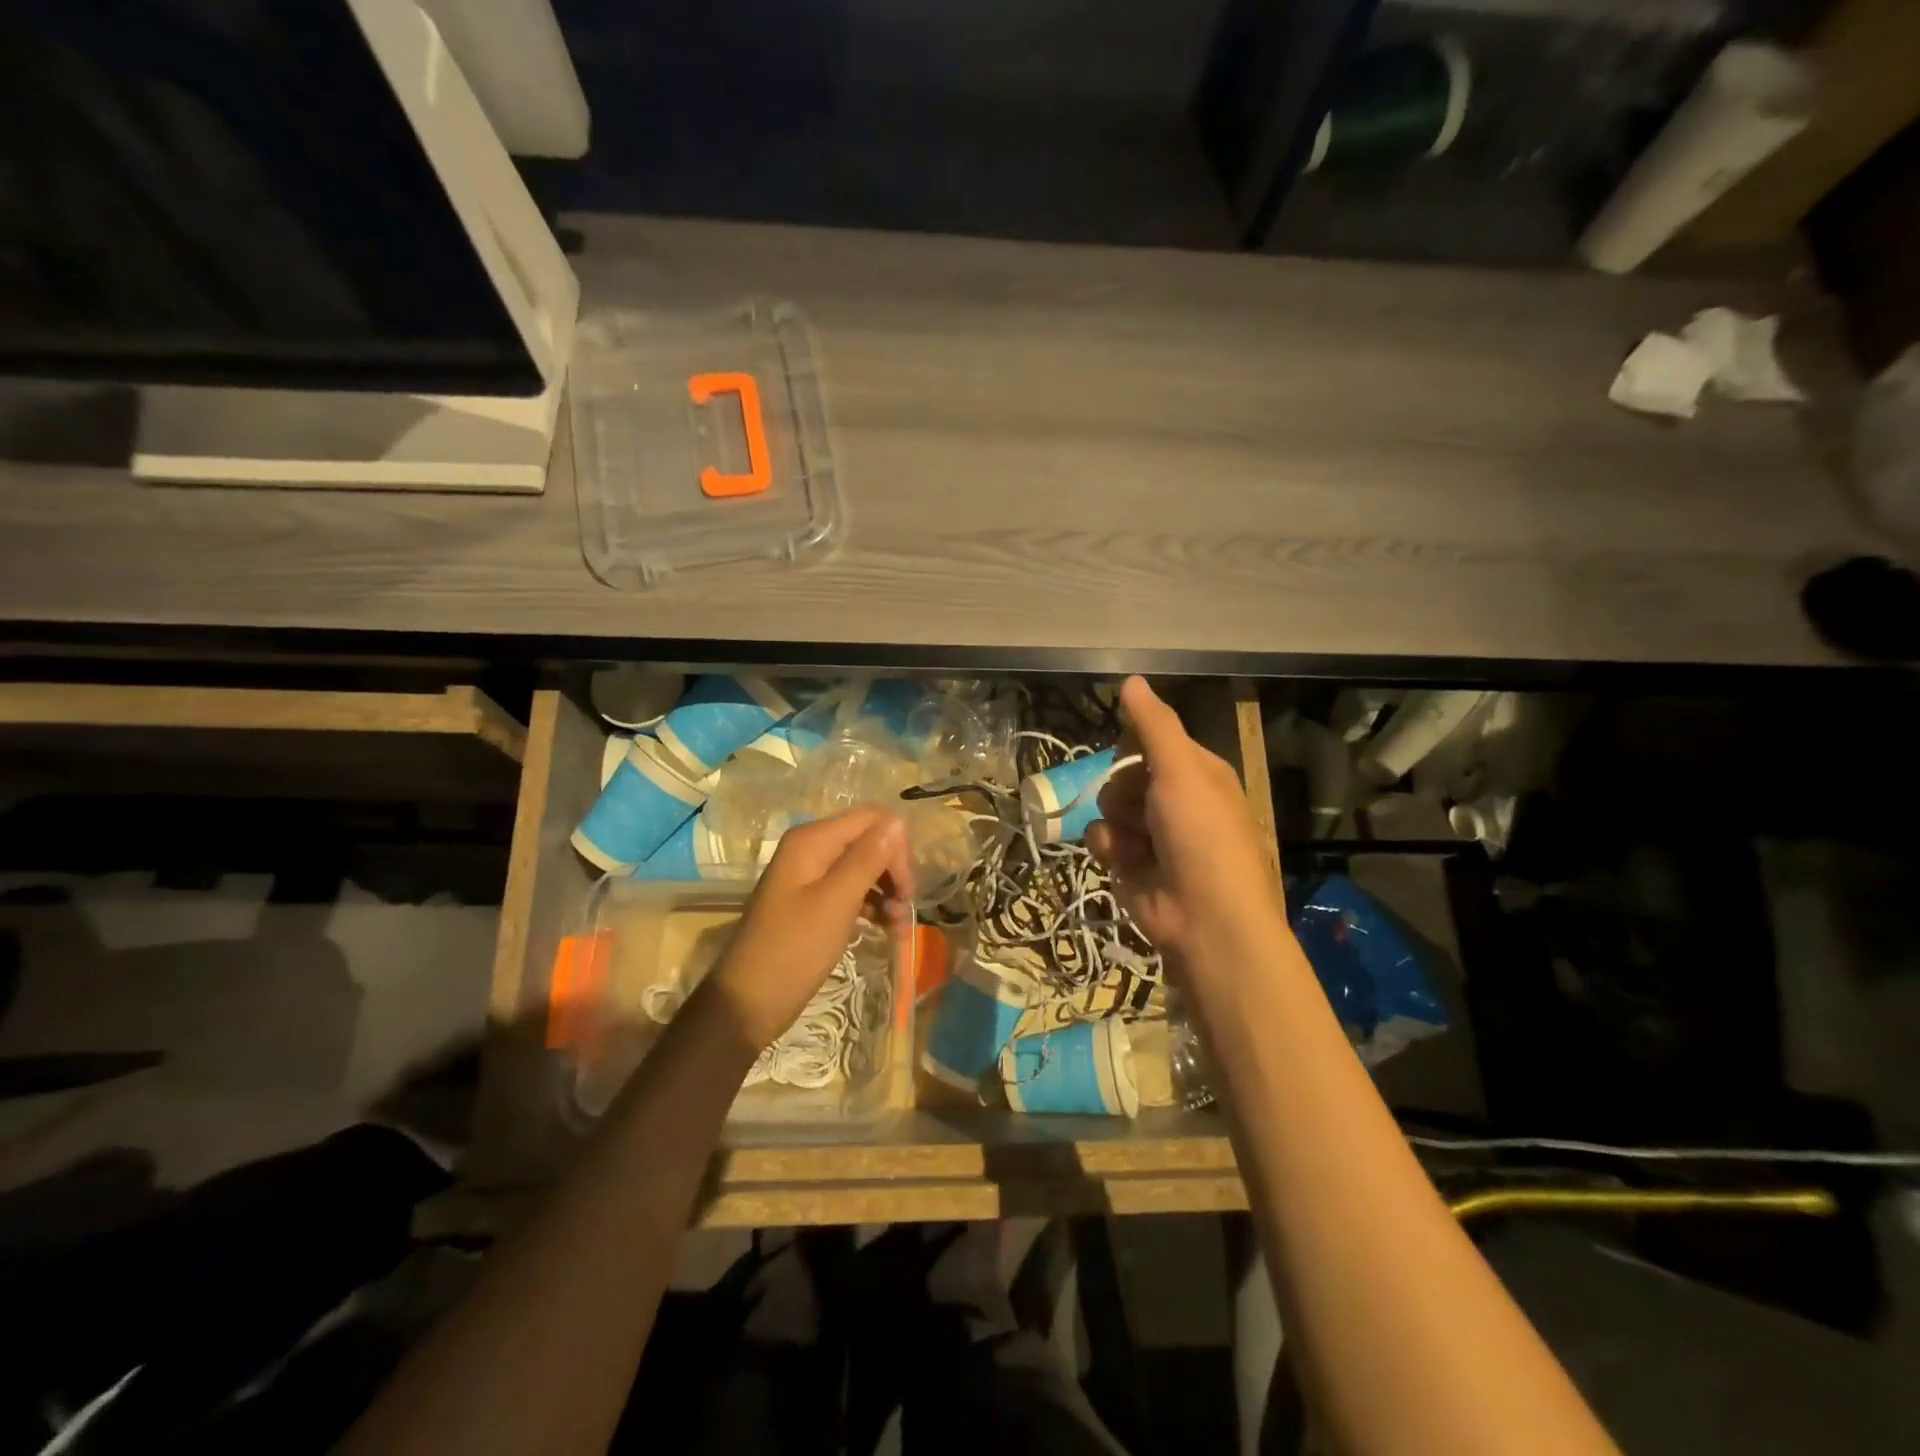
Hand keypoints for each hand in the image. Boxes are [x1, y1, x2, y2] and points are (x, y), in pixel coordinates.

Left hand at [703, 808, 913, 1050]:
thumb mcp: (836, 902)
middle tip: (907, 907)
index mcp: (812, 840)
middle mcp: (811, 849)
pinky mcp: (813, 902)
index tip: (908, 888)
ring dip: (887, 891)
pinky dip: (872, 906)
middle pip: (869, 841)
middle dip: (893, 870)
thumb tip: (898, 821)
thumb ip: (868, 858)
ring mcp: (810, 876)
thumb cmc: (794, 949)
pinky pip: (851, 890)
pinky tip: (885, 928)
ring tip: (899, 925)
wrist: (748, 1002)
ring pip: (864, 868)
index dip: (896, 847)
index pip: (872, 820)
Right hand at [1087, 677, 1283, 966]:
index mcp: (1198, 772)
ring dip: (1114, 819)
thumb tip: (1131, 679)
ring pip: (1109, 804)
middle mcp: (1176, 800)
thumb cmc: (1201, 835)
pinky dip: (1109, 847)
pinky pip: (1103, 838)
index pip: (1153, 740)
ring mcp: (1153, 834)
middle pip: (1125, 771)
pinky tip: (1122, 860)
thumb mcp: (1180, 770)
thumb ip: (1153, 725)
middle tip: (1137, 801)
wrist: (1206, 919)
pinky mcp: (1131, 864)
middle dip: (1122, 785)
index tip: (1126, 751)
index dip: (1134, 744)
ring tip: (1133, 840)